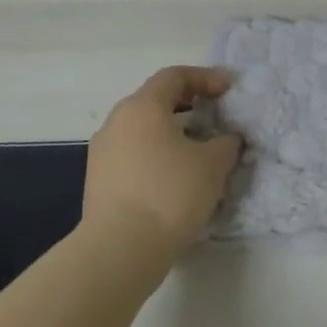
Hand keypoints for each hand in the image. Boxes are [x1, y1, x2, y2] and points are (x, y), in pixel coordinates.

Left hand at [84, 66, 241, 258]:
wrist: (119, 250)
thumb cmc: (170, 194)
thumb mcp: (213, 165)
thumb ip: (226, 143)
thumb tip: (226, 139)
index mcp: (142, 107)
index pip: (174, 76)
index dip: (205, 77)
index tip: (228, 89)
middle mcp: (117, 121)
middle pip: (155, 100)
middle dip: (188, 103)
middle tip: (215, 114)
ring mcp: (102, 152)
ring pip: (142, 129)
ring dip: (172, 131)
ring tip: (198, 149)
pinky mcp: (98, 181)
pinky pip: (133, 153)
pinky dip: (156, 153)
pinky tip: (175, 176)